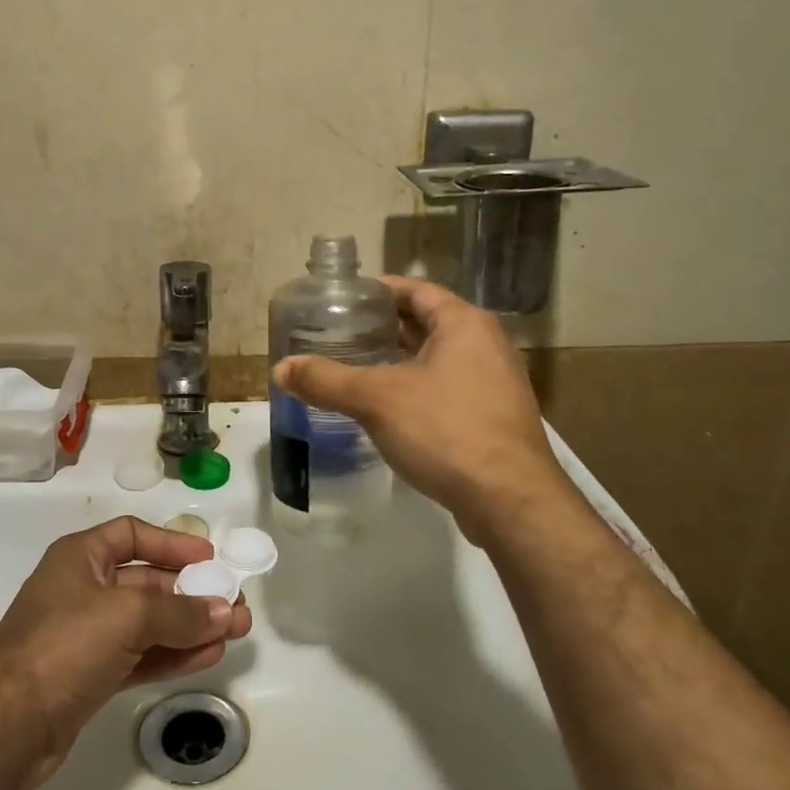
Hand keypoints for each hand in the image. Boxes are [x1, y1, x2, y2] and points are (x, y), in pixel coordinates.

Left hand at [0, 516, 250, 789]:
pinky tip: (210, 655)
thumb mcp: (126, 616)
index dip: (172, 542)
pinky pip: (142, 655)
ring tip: (236, 631)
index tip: (210, 557)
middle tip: (235, 603)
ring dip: (192, 624)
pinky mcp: (92, 676)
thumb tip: (226, 611)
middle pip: (148, 581)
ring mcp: (87, 636)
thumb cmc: (63, 647)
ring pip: (150, 622)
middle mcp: (84, 590)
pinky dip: (174, 654)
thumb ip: (181, 612)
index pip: (132, 535)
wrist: (3, 728)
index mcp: (80, 558)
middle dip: (193, 591)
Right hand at [273, 276, 567, 541]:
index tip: (343, 299)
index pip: (415, 290)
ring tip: (355, 367)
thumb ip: (326, 380)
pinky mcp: (492, 418)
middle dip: (383, 327)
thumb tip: (280, 369)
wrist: (510, 499)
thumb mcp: (377, 399)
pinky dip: (415, 389)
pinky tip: (386, 409)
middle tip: (339, 334)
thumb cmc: (445, 430)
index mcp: (464, 324)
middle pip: (426, 323)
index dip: (378, 291)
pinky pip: (447, 389)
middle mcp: (485, 345)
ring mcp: (494, 383)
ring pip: (437, 359)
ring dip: (399, 361)